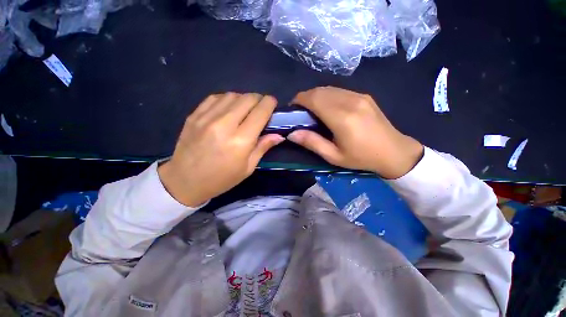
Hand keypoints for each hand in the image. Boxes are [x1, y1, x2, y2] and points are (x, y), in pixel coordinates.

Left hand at [158, 93, 283, 206]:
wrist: (185, 181)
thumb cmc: (222, 179)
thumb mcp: (248, 168)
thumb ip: (263, 147)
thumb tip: (279, 135)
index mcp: (240, 141)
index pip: (260, 112)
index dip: (270, 104)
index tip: (273, 104)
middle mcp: (224, 125)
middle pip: (247, 99)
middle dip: (259, 99)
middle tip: (261, 108)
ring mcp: (206, 117)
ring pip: (232, 95)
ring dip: (244, 99)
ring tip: (245, 109)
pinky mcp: (194, 115)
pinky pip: (215, 97)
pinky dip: (227, 99)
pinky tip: (229, 109)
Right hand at [287, 87, 422, 178]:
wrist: (394, 151)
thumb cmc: (361, 158)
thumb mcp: (333, 156)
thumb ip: (312, 142)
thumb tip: (291, 134)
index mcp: (342, 117)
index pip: (314, 99)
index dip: (299, 100)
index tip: (293, 108)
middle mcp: (350, 101)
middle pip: (320, 91)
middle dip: (306, 97)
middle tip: (301, 111)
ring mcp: (359, 96)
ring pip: (329, 88)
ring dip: (316, 96)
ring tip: (313, 110)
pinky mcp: (364, 96)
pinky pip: (339, 91)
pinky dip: (328, 95)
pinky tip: (328, 108)